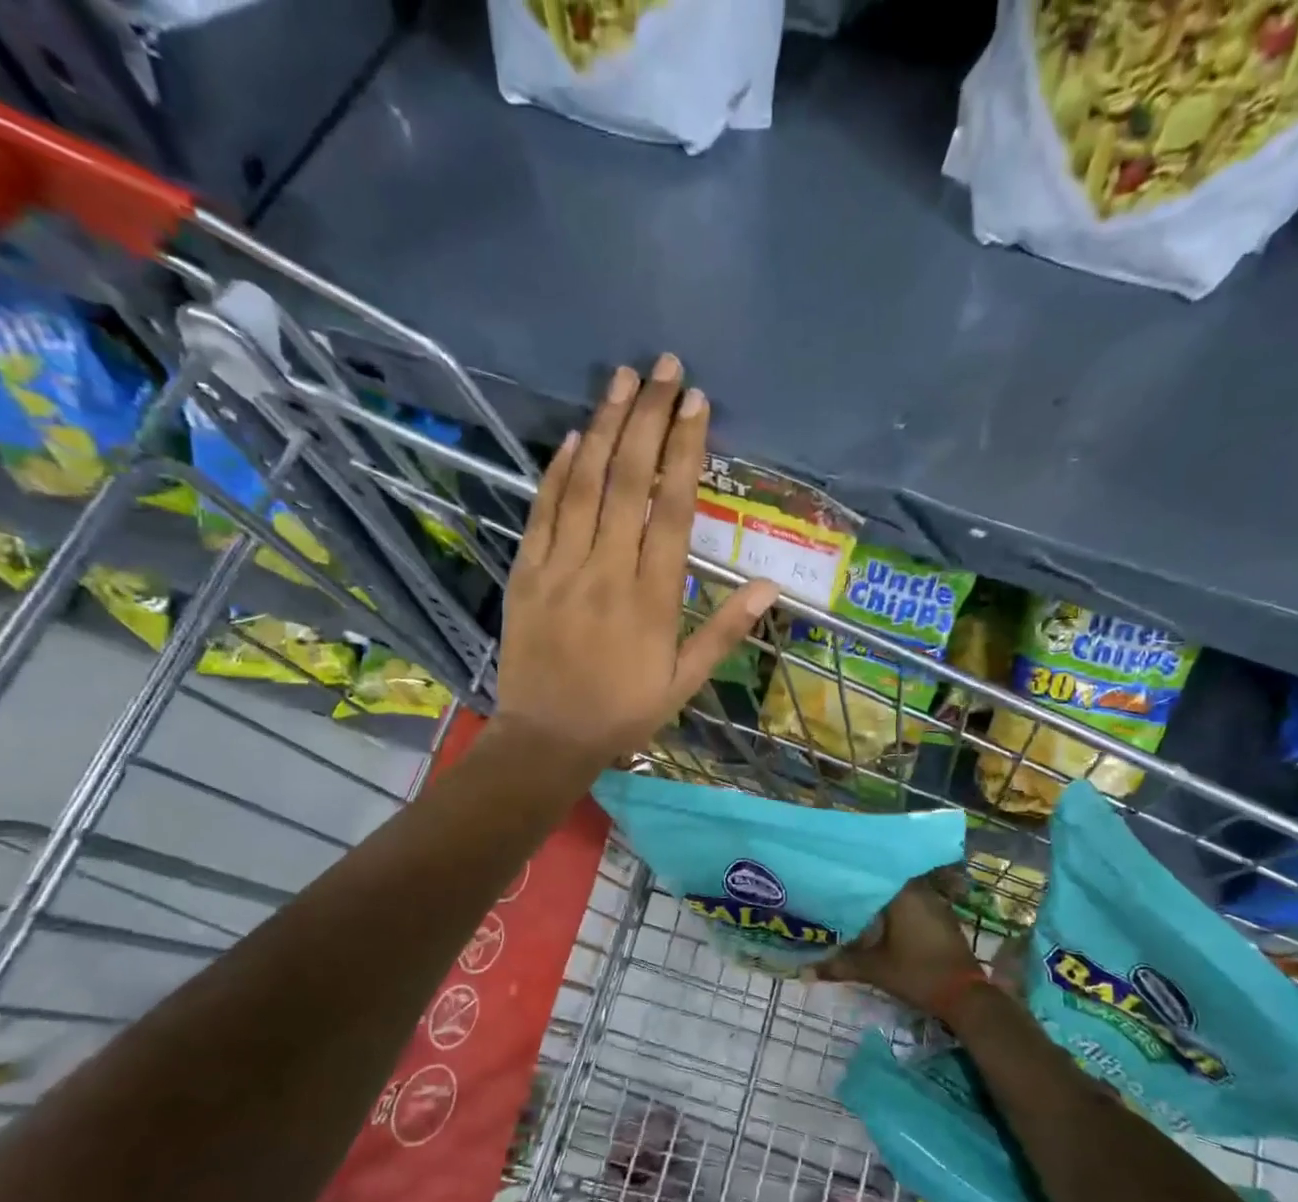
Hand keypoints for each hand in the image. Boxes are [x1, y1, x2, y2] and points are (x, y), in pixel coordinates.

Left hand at [494, 355, 778, 772]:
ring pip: (584, 485)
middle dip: (648, 417)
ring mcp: (561, 568)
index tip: (696, 403)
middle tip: (664, 367)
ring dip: (604, 427)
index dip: (685, 450)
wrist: (547, 738)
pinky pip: (543, 512)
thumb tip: (771, 586)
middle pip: (629, 480)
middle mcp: (608, 571)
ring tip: (622, 378)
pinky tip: (572, 436)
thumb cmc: (624, 712)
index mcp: (653, 597)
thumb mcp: (685, 682)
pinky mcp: (527, 573)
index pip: (672, 508)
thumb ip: (725, 631)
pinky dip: (557, 471)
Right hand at [817, 872, 986, 1011]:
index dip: (850, 874)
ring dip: (881, 898)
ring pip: (900, 892)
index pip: (871, 873)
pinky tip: (880, 919)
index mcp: (903, 893)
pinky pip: (913, 904)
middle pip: (885, 881)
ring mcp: (935, 903)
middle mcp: (920, 890)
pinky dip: (897, 909)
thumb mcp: (874, 970)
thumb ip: (839, 965)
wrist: (965, 996)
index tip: (831, 874)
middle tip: (837, 889)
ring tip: (853, 901)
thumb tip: (803, 971)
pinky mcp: (942, 917)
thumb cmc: (917, 974)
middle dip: (864, 886)